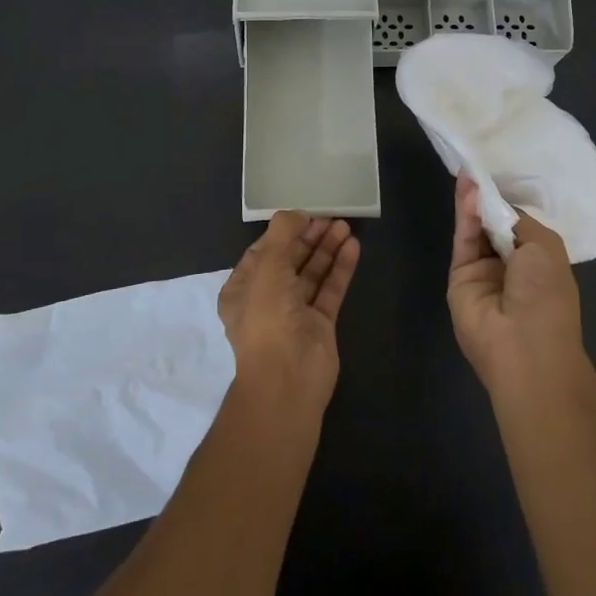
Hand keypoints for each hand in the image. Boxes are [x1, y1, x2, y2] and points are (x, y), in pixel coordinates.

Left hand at [218, 212, 359, 417]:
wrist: (288, 380)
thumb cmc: (268, 319)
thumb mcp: (267, 268)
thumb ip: (281, 236)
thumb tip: (295, 214)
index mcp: (243, 289)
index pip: (263, 252)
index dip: (283, 232)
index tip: (305, 214)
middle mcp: (267, 299)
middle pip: (290, 260)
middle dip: (309, 238)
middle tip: (331, 217)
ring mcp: (295, 313)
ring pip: (312, 274)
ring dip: (327, 250)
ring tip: (345, 226)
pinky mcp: (320, 324)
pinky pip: (330, 290)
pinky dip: (340, 269)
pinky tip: (353, 248)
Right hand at [447, 175, 586, 402]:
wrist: (522, 345)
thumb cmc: (546, 294)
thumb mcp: (545, 248)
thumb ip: (518, 222)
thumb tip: (496, 206)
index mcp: (540, 261)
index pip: (520, 225)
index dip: (509, 203)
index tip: (499, 175)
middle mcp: (511, 265)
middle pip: (495, 224)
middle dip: (489, 199)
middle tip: (478, 167)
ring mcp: (484, 271)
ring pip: (476, 229)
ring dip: (474, 202)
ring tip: (469, 172)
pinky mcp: (459, 275)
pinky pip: (463, 239)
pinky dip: (464, 214)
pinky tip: (466, 189)